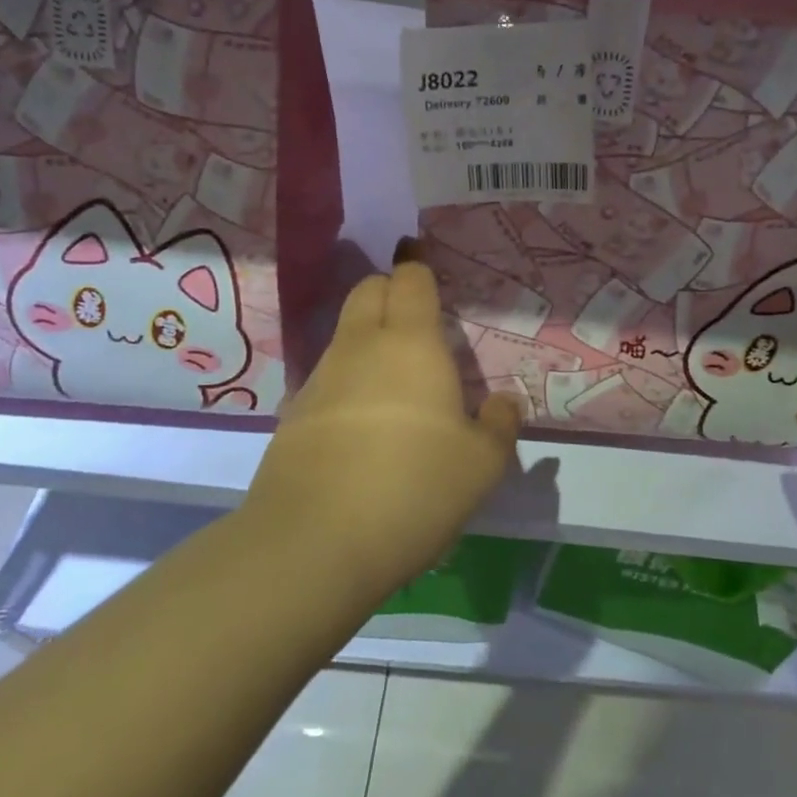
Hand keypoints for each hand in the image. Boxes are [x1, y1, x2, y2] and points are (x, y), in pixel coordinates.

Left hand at [244, 240, 520, 603]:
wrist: (313, 543)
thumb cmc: (414, 487)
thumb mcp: (482, 464)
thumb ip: (499, 425)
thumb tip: (503, 403)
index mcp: (411, 344)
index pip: (410, 280)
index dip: (416, 262)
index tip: (419, 252)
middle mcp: (361, 348)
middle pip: (367, 291)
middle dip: (389, 289)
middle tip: (416, 314)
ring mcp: (320, 380)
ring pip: (345, 335)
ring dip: (369, 337)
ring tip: (397, 376)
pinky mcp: (294, 417)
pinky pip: (328, 378)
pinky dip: (348, 381)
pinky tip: (364, 423)